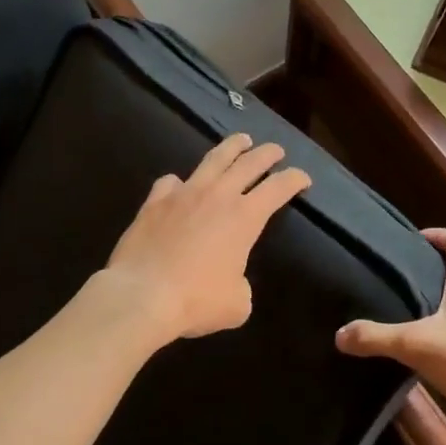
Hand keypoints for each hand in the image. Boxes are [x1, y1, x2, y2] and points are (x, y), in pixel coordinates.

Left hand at [104, 133, 311, 343]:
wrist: (142, 294)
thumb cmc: (196, 300)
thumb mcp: (236, 304)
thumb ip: (241, 285)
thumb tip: (231, 280)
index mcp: (245, 217)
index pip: (279, 188)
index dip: (295, 179)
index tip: (303, 178)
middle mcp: (218, 195)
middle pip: (249, 162)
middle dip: (267, 153)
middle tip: (276, 150)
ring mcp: (184, 193)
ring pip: (213, 159)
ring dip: (231, 147)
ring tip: (240, 140)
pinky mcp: (155, 201)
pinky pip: (171, 182)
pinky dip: (180, 183)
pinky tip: (179, 186)